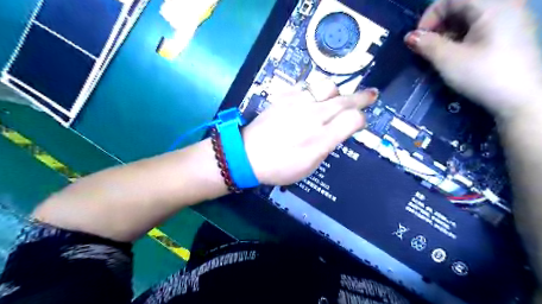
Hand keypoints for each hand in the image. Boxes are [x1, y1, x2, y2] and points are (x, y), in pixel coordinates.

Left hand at [244, 81, 377, 184]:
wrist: (247, 154)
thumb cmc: (279, 167)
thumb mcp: (309, 166)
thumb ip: (327, 145)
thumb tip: (338, 131)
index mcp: (321, 139)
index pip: (353, 120)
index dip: (361, 120)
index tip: (360, 122)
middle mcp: (313, 116)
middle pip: (345, 100)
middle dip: (362, 97)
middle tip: (371, 94)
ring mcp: (297, 103)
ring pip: (327, 86)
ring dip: (337, 92)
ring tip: (336, 98)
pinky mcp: (284, 97)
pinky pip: (306, 86)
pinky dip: (314, 91)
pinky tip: (312, 98)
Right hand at [405, 0, 541, 118]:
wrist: (520, 99)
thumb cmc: (483, 75)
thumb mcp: (448, 60)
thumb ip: (427, 45)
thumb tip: (410, 37)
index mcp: (492, 5)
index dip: (429, 16)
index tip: (418, 39)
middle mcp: (505, 5)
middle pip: (461, 5)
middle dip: (438, 25)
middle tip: (427, 47)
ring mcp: (510, 19)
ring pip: (470, 16)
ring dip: (449, 32)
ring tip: (440, 53)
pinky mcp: (511, 33)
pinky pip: (480, 25)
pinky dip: (462, 36)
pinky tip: (458, 54)